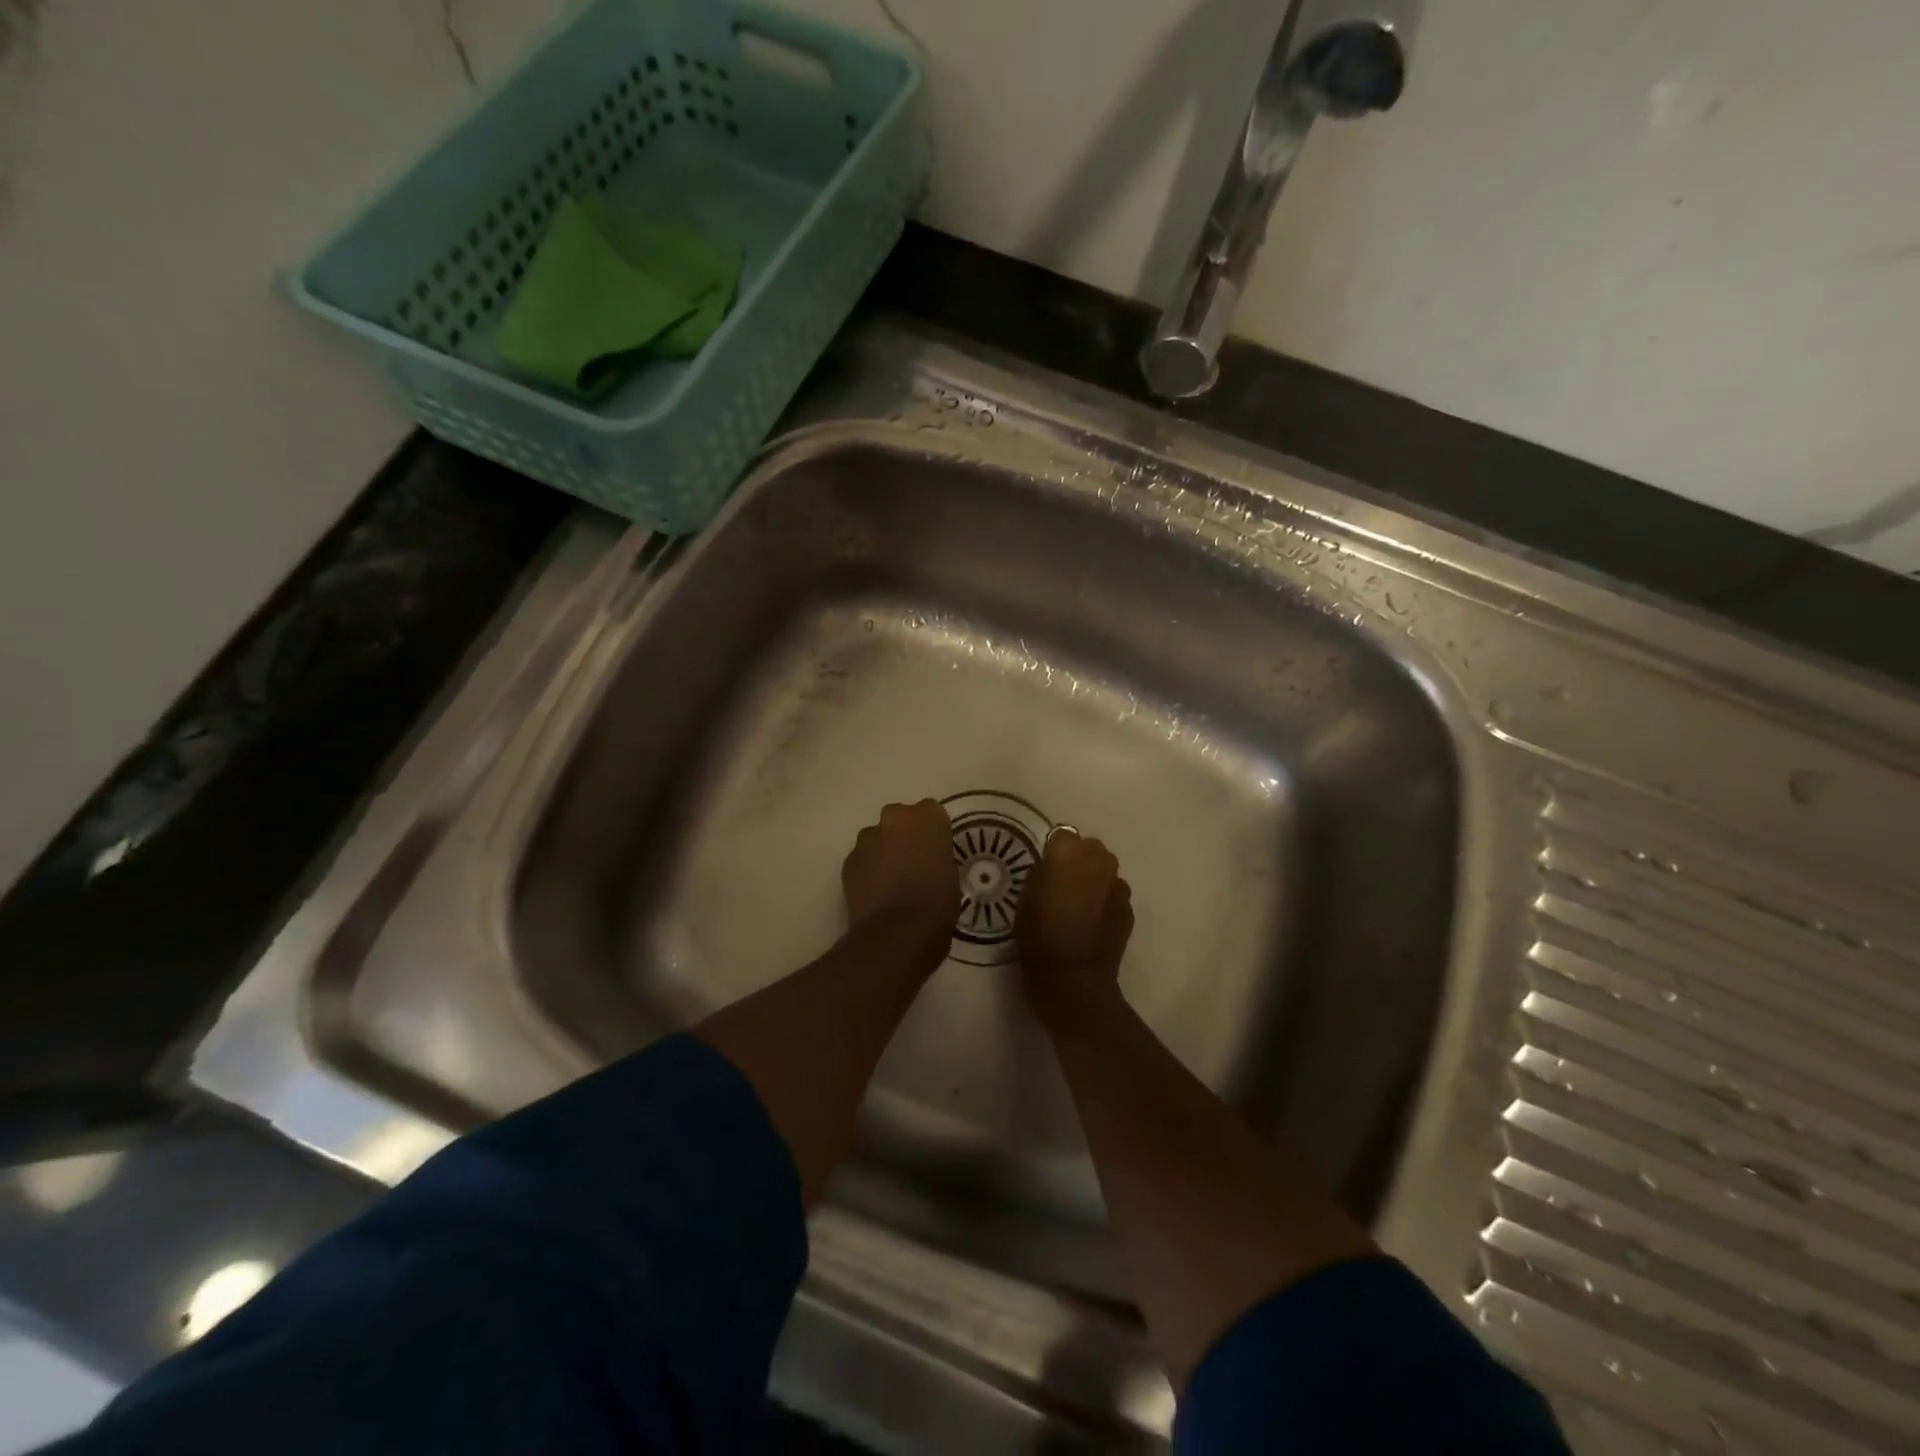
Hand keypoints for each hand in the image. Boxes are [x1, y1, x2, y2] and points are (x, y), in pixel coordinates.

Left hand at [842, 800, 961, 946]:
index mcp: (927, 818)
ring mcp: (867, 839)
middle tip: (912, 862)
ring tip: (891, 881)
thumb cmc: (937, 903)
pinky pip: (862, 859)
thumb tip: (927, 860)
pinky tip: (876, 893)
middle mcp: (894, 818)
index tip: (935, 849)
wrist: (897, 933)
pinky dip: (867, 870)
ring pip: (877, 838)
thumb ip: (937, 856)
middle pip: (899, 819)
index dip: (932, 831)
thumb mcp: (950, 874)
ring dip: (883, 852)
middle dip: (903, 835)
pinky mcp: (848, 861)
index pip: (931, 811)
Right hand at [1016, 830, 1133, 1031]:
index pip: (1062, 835)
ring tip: (1079, 903)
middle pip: (1089, 848)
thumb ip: (1041, 872)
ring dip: (1094, 879)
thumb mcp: (1025, 897)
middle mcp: (1098, 860)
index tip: (1046, 868)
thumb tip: (1051, 866)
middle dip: (1078, 860)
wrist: (1072, 977)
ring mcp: (1118, 884)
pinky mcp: (1129, 907)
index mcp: (1068, 853)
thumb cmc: (1038, 934)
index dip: (1053, 851)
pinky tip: (1093, 921)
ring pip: (1105, 870)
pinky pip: (1114, 894)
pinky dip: (1105, 900)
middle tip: (1063, 883)